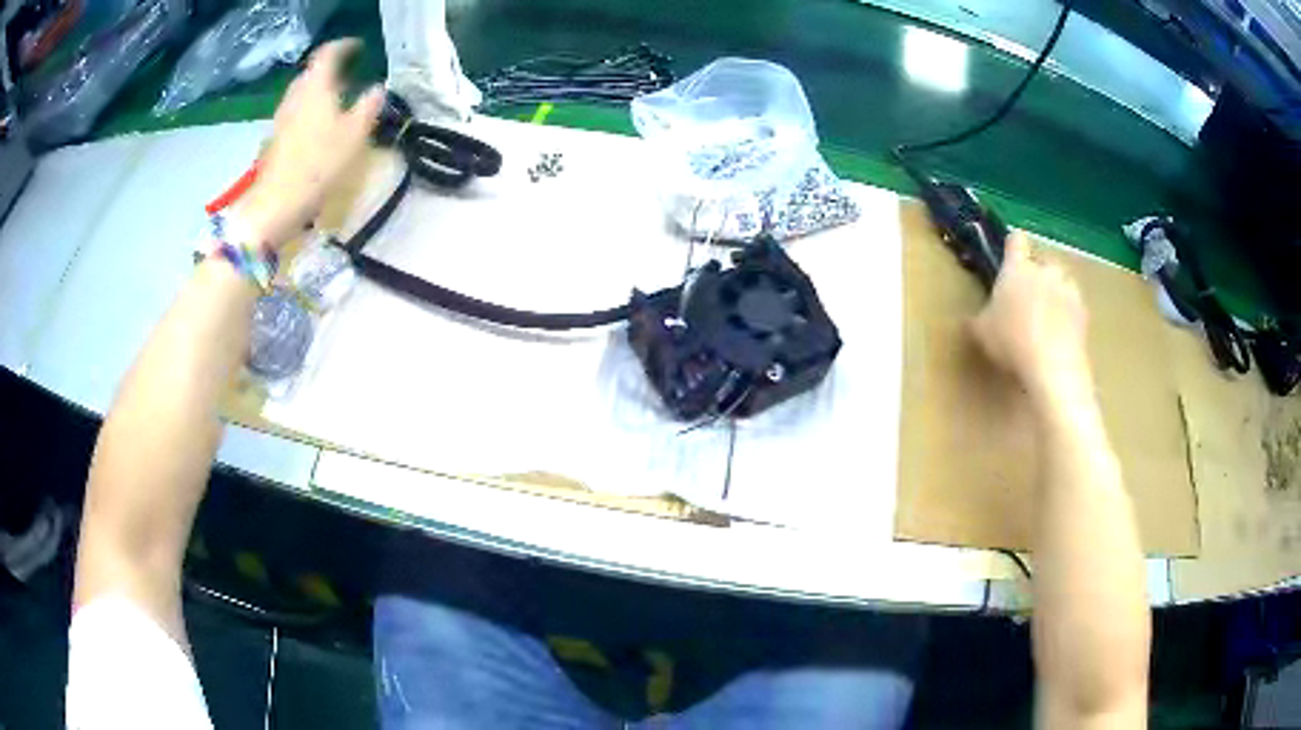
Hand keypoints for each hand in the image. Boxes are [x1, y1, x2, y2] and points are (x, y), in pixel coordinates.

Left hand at [241, 39, 384, 250]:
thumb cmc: (319, 164)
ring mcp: (281, 118)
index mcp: (316, 87)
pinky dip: (309, 111)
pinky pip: (295, 113)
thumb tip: (378, 89)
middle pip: (312, 73)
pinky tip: (319, 128)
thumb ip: (369, 106)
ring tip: (337, 103)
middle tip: (350, 76)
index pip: (328, 54)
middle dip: (330, 71)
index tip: (359, 48)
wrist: (277, 204)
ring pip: (302, 94)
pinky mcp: (275, 139)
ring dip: (319, 92)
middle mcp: (295, 96)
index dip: (344, 46)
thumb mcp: (355, 134)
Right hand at [971, 232, 1090, 405]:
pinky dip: (1069, 317)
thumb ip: (978, 320)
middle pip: (1044, 260)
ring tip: (1048, 317)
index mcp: (1017, 268)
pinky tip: (1061, 336)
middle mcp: (1045, 271)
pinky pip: (1075, 307)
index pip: (1016, 240)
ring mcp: (1068, 291)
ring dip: (1057, 293)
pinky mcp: (1084, 313)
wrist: (1053, 367)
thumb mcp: (982, 334)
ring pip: (1063, 283)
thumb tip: (972, 319)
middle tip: (1029, 297)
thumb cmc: (1012, 341)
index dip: (1013, 246)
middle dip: (1039, 274)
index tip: (1010, 255)